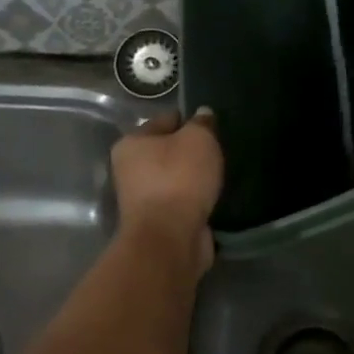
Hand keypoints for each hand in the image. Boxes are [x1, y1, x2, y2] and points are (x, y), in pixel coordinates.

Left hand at [110, 108, 223, 279]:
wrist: (171, 239)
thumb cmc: (179, 179)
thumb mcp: (198, 139)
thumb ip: (202, 123)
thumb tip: (202, 114)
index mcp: (132, 143)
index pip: (166, 120)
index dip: (191, 120)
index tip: (214, 126)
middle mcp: (131, 169)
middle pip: (170, 151)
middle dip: (193, 151)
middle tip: (220, 150)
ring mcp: (145, 199)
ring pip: (178, 178)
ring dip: (197, 177)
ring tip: (222, 173)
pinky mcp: (160, 222)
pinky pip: (184, 201)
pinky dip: (198, 199)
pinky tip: (216, 195)